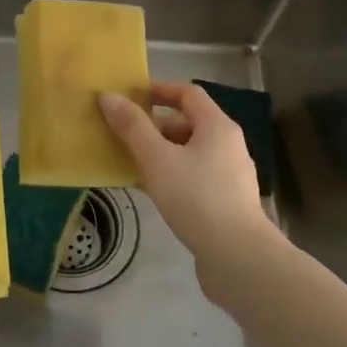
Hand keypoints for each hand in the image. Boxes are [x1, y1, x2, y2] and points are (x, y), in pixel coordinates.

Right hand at [100, 82, 271, 269]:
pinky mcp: (225, 200)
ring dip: (159, 152)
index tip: (131, 96)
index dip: (159, 90)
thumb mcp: (157, 159)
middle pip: (188, 123)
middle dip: (154, 126)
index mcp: (217, 126)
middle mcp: (228, 145)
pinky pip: (192, 176)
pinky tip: (148, 190)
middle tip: (122, 134)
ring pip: (188, 152)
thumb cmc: (196, 198)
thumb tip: (108, 96)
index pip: (188, 93)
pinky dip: (170, 175)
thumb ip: (132, 127)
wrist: (237, 256)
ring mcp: (229, 174)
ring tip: (129, 162)